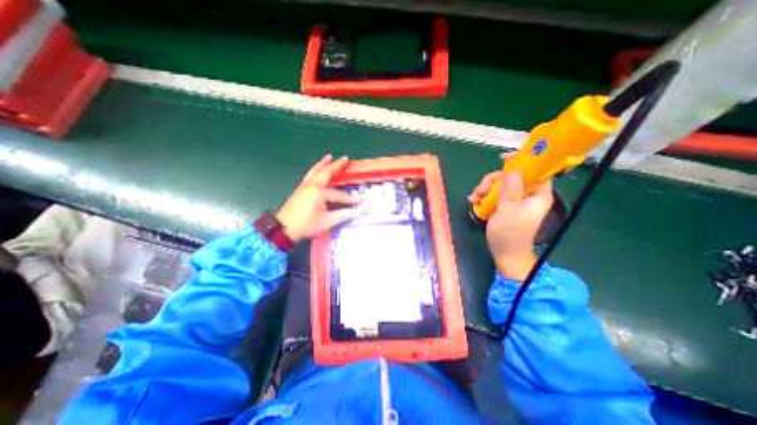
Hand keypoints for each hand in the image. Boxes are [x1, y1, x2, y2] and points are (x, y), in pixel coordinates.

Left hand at [277, 155, 362, 241]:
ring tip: (329, 157)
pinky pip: (310, 175)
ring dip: (323, 163)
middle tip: (345, 158)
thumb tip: (356, 212)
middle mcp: (312, 185)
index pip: (339, 194)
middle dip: (337, 165)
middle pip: (326, 172)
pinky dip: (316, 169)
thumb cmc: (306, 225)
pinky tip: (317, 170)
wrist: (284, 228)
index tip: (362, 199)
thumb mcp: (326, 222)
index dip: (351, 198)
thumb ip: (342, 215)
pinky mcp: (300, 189)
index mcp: (319, 192)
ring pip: (315, 170)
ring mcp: (305, 186)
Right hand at [465, 153, 553, 277]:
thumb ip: (510, 190)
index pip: (536, 170)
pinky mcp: (504, 205)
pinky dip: (483, 196)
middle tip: (481, 190)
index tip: (503, 158)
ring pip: (499, 184)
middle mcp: (527, 194)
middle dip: (493, 180)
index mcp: (537, 194)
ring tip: (474, 199)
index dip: (522, 161)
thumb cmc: (509, 234)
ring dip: (485, 189)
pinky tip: (474, 201)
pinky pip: (494, 193)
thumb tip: (513, 170)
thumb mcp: (508, 211)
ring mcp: (514, 200)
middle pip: (511, 176)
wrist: (505, 254)